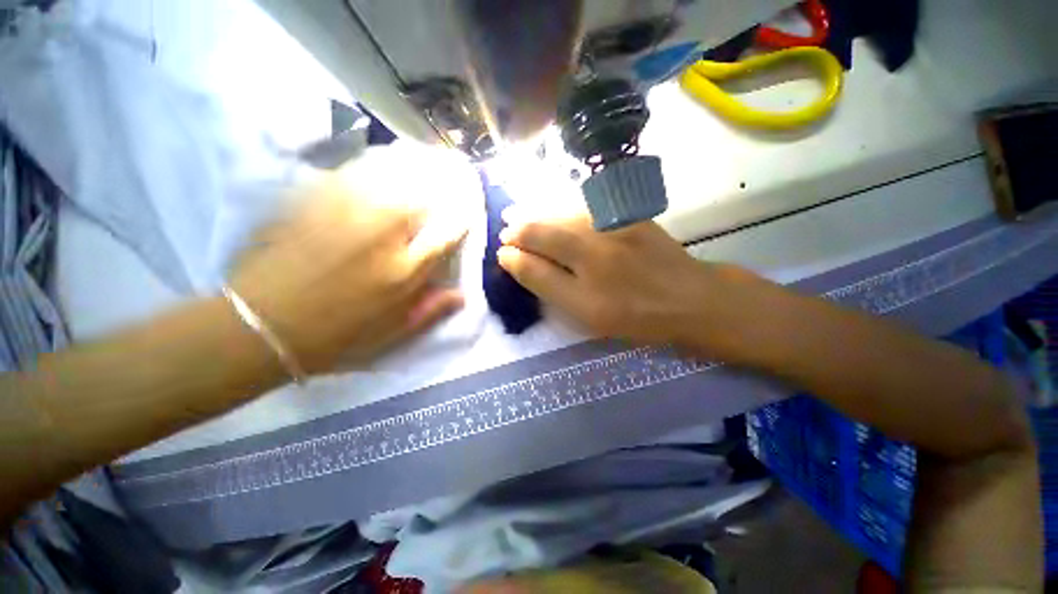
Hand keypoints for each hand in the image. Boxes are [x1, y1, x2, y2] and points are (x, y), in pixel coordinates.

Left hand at [229, 171, 466, 373]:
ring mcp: (347, 212)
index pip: (447, 233)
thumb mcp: (393, 332)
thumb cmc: (338, 334)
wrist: (263, 323)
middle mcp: (383, 234)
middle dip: (442, 185)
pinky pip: (356, 171)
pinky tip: (382, 162)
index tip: (466, 211)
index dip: (462, 219)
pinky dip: (376, 164)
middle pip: (423, 196)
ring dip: (413, 168)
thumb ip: (431, 310)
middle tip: (451, 175)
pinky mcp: (316, 200)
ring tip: (424, 161)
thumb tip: (463, 294)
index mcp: (405, 270)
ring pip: (392, 175)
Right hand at [497, 212, 762, 353]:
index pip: (532, 248)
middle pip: (545, 224)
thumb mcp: (584, 311)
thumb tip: (511, 258)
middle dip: (520, 226)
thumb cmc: (634, 313)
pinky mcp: (625, 212)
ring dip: (538, 214)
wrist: (688, 297)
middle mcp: (592, 234)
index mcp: (581, 263)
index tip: (502, 252)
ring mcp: (610, 219)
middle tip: (505, 230)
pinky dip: (562, 208)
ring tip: (519, 217)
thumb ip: (545, 282)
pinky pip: (583, 205)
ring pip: (562, 211)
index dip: (513, 249)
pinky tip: (554, 213)